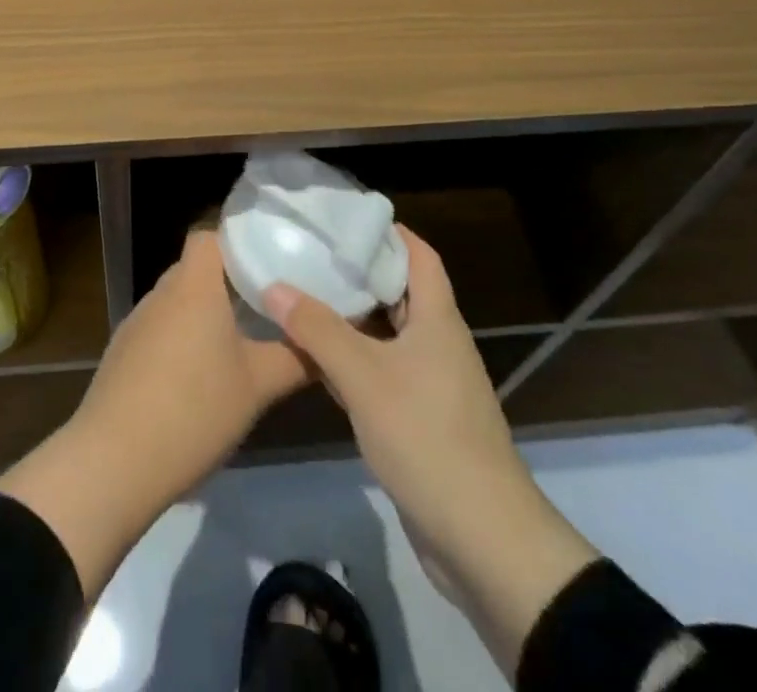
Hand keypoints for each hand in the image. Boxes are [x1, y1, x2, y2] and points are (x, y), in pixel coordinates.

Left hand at [0, 229, 308, 597]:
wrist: (114, 461)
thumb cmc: (194, 409)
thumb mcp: (258, 386)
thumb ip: (296, 357)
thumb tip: (324, 341)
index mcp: (194, 286)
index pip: (209, 236)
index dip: (236, 241)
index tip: (267, 262)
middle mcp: (162, 293)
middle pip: (195, 269)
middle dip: (228, 282)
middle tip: (264, 305)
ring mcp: (136, 322)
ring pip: (177, 302)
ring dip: (203, 314)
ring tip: (238, 341)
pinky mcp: (121, 353)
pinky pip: (159, 330)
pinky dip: (180, 340)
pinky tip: (198, 378)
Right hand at [266, 227, 597, 672]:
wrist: (483, 539)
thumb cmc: (427, 437)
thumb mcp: (365, 377)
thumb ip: (317, 329)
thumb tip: (273, 285)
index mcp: (438, 320)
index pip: (419, 256)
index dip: (388, 231)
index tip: (344, 217)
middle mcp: (438, 343)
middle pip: (400, 292)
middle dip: (359, 271)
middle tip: (311, 253)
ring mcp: (432, 384)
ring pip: (388, 334)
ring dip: (352, 318)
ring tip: (304, 294)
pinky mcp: (421, 420)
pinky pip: (383, 372)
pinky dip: (354, 359)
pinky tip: (317, 359)